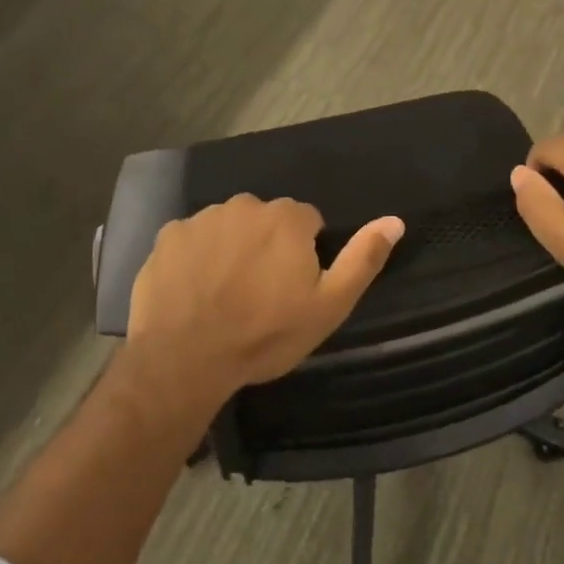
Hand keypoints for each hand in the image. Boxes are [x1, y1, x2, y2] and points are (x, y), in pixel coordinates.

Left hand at [125, 195, 404, 413]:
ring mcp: (202, 218)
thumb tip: (395, 220)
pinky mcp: (168, 235)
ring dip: (230, 249)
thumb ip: (362, 259)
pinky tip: (192, 291)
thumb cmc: (265, 334)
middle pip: (265, 221)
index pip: (307, 222)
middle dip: (266, 246)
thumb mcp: (328, 306)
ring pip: (227, 227)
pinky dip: (195, 257)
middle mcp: (245, 205)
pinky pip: (191, 240)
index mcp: (287, 218)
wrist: (185, 358)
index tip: (292, 288)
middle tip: (258, 294)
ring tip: (223, 295)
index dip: (303, 254)